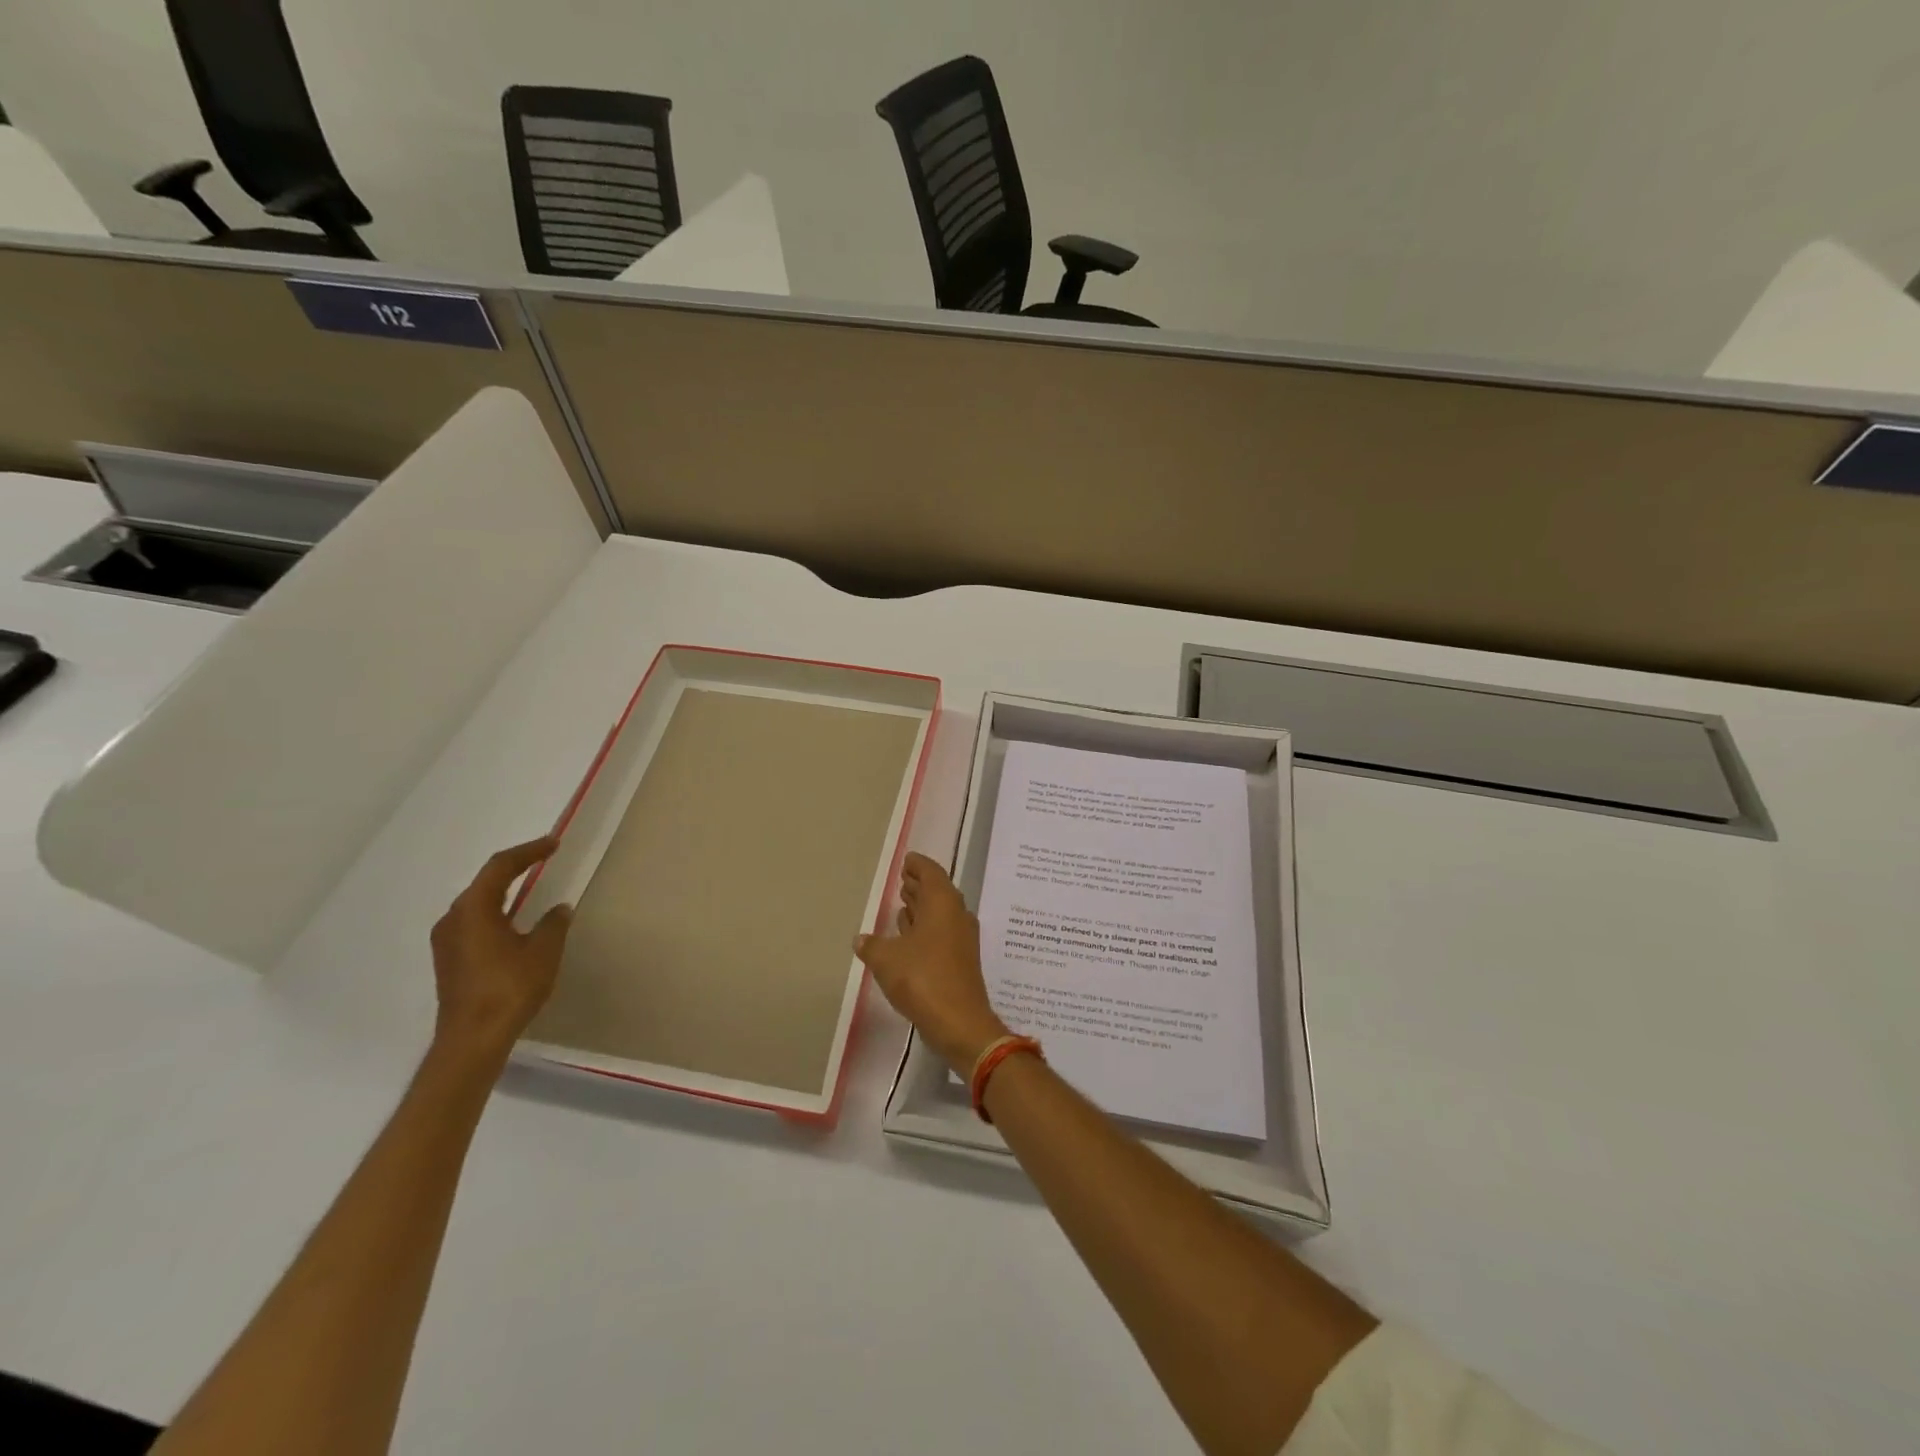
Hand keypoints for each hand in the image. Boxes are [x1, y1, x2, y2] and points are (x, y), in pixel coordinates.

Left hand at [429, 836, 572, 1063]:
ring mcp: (446, 941)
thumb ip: (553, 923)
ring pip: (477, 903)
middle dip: (515, 868)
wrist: (472, 1040)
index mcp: (473, 909)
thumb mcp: (543, 951)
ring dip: (504, 891)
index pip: (501, 867)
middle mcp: (453, 919)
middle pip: (485, 882)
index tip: (553, 844)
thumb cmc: (509, 988)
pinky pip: (474, 922)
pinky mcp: (449, 960)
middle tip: (543, 859)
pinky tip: (513, 921)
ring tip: (530, 886)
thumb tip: (559, 909)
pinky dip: (496, 912)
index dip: (529, 851)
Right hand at [856, 852, 1008, 1074]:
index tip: (907, 860)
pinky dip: (926, 929)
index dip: (918, 865)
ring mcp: (962, 939)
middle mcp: (956, 915)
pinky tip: (909, 938)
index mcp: (943, 903)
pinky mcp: (961, 961)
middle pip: (938, 891)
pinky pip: (941, 933)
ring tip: (903, 904)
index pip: (931, 872)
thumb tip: (861, 939)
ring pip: (940, 914)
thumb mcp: (886, 959)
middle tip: (902, 879)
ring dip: (922, 908)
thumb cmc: (922, 979)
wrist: (959, 1022)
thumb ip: (871, 945)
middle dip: (919, 885)